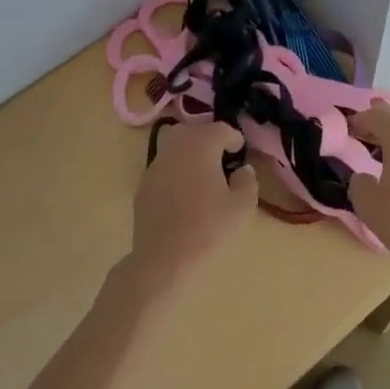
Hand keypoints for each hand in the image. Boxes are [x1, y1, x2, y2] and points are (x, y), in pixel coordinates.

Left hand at [130, 120, 257, 292]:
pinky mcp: (142, 186)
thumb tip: (241, 170)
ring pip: (174, 147)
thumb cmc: (208, 228)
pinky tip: (183, 195)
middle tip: (222, 159)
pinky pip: (163, 168)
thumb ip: (247, 181)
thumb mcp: (241, 206)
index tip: (240, 154)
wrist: (164, 259)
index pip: (220, 129)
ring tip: (203, 176)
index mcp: (200, 145)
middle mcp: (174, 148)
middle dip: (208, 139)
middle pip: (192, 131)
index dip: (234, 139)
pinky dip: (175, 172)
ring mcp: (154, 166)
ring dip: (189, 154)